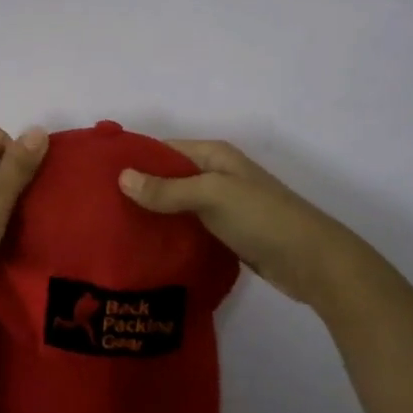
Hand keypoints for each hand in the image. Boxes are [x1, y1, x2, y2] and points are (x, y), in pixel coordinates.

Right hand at [117, 139, 377, 307]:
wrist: (315, 263)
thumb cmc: (263, 218)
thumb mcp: (212, 196)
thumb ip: (167, 189)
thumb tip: (121, 177)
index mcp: (214, 155)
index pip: (163, 149)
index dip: (133, 159)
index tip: (98, 176)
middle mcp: (216, 174)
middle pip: (168, 176)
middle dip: (138, 188)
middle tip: (99, 206)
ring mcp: (222, 205)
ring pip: (177, 203)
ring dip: (152, 212)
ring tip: (113, 226)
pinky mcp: (226, 233)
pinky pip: (188, 226)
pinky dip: (169, 231)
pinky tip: (145, 245)